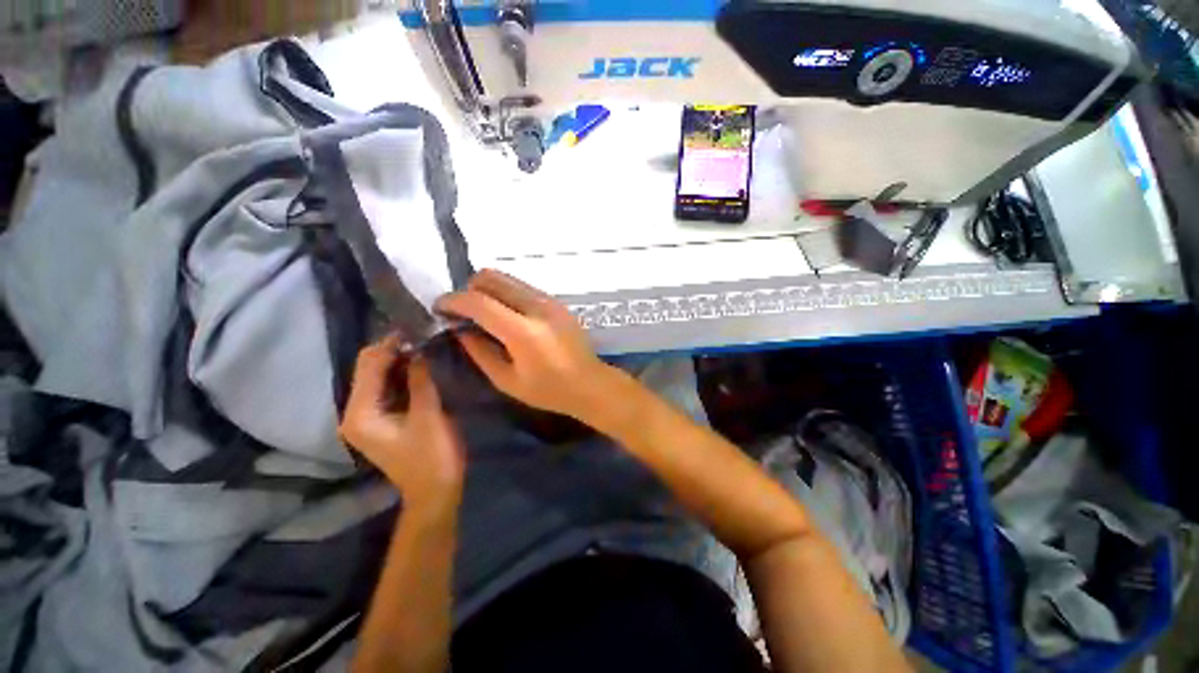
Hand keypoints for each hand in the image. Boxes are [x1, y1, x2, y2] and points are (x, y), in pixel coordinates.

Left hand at [340, 334, 464, 513]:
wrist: (434, 490)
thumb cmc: (432, 455)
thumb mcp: (429, 414)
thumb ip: (421, 379)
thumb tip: (419, 349)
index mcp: (360, 413)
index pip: (370, 365)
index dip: (391, 344)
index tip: (416, 326)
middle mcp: (354, 412)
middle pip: (368, 369)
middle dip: (393, 349)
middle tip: (422, 333)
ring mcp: (365, 417)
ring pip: (377, 377)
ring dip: (398, 360)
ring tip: (423, 344)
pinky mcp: (379, 420)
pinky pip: (386, 387)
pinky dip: (401, 374)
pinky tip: (419, 365)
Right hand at [435, 270, 622, 421]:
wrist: (589, 383)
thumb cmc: (548, 390)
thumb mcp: (507, 380)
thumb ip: (480, 352)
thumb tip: (460, 330)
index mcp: (523, 332)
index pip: (479, 302)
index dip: (454, 301)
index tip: (439, 308)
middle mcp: (537, 308)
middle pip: (493, 278)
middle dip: (469, 288)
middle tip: (463, 311)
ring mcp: (550, 301)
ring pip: (508, 278)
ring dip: (488, 289)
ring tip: (483, 312)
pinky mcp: (557, 301)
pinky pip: (523, 287)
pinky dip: (506, 293)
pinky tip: (506, 314)